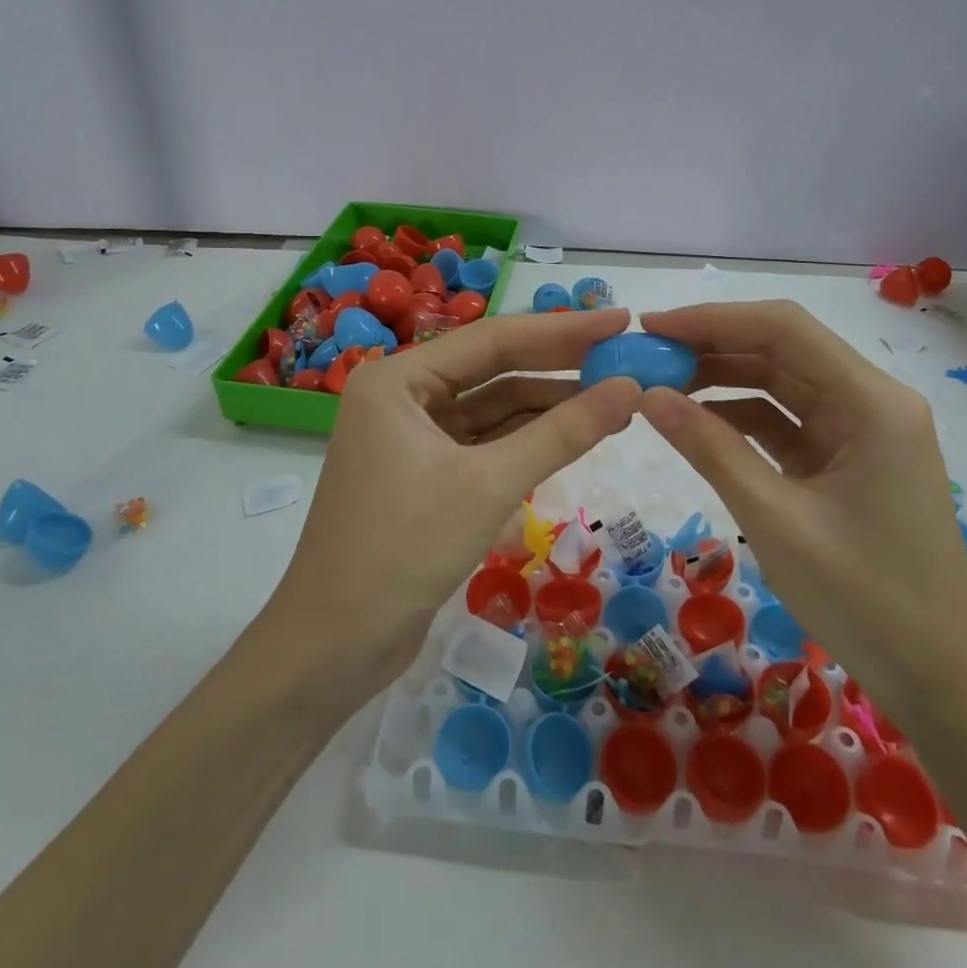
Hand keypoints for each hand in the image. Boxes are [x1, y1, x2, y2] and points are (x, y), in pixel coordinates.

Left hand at [267, 309, 642, 688]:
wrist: (335, 647)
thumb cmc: (403, 550)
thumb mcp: (489, 484)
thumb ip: (562, 433)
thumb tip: (631, 388)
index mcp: (398, 379)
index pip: (493, 339)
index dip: (562, 331)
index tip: (620, 320)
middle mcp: (401, 397)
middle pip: (493, 370)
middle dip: (559, 367)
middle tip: (624, 357)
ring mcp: (411, 437)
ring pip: (492, 410)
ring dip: (549, 407)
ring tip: (615, 402)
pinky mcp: (424, 476)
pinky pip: (485, 445)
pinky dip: (527, 442)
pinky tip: (573, 437)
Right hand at [637, 301, 966, 720]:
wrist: (936, 681)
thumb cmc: (863, 600)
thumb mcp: (774, 519)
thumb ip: (710, 448)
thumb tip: (648, 394)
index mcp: (871, 402)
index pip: (783, 329)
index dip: (712, 319)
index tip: (651, 326)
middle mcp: (871, 401)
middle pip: (782, 350)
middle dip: (712, 347)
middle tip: (646, 357)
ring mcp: (861, 431)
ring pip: (782, 383)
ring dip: (723, 380)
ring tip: (660, 385)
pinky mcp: (847, 460)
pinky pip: (787, 422)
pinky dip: (741, 418)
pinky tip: (696, 422)